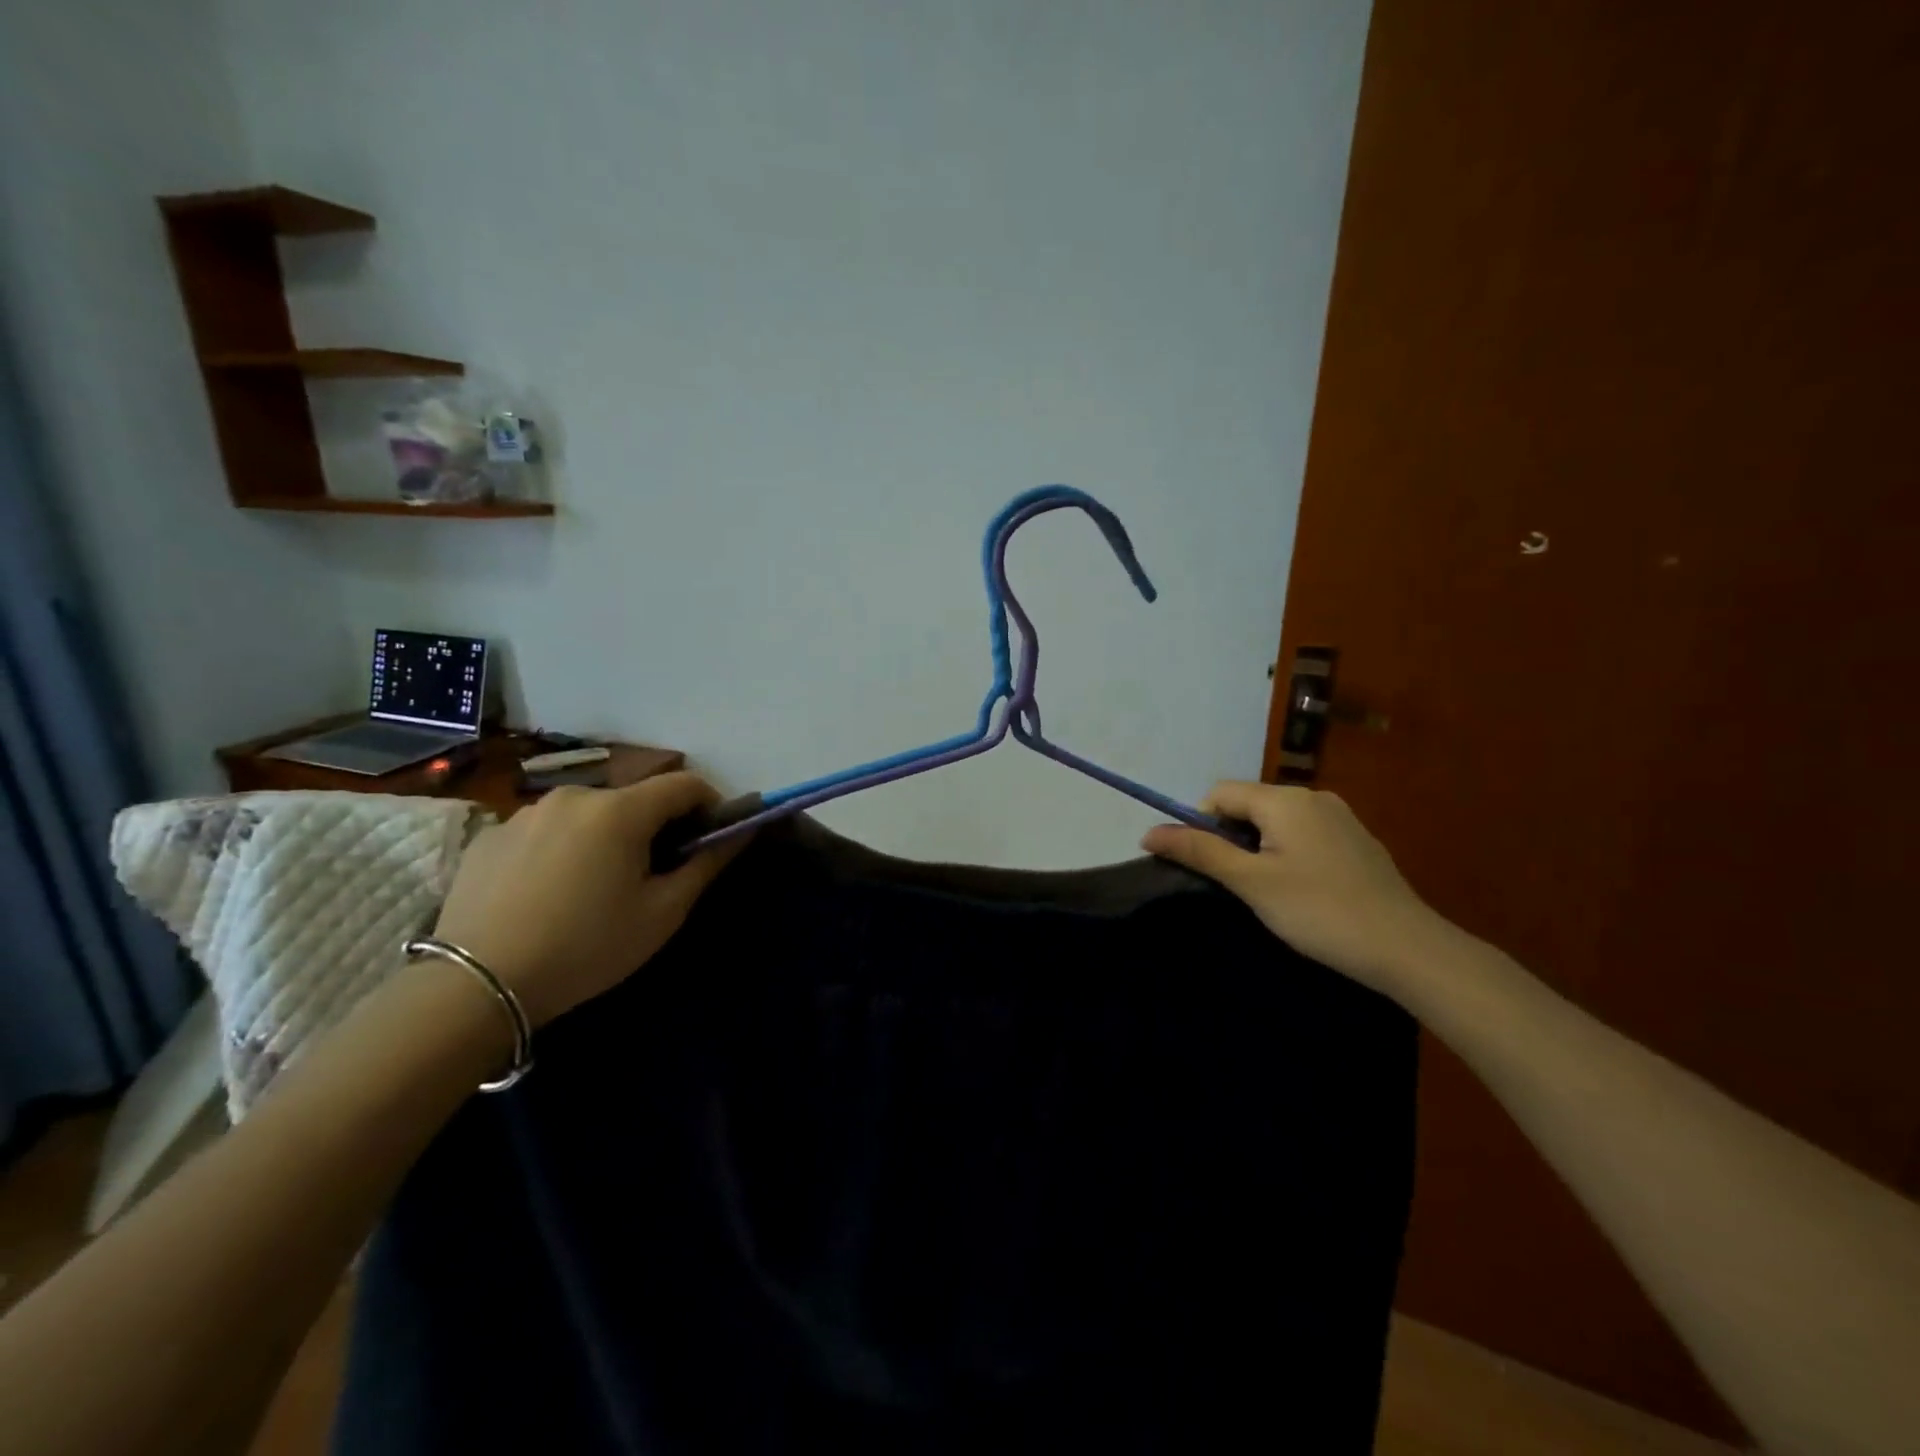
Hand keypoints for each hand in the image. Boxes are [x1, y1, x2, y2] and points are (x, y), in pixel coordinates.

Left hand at [433, 773, 747, 1026]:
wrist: (475, 985)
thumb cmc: (586, 948)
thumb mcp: (662, 913)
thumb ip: (706, 864)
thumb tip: (740, 832)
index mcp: (620, 810)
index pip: (684, 784)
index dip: (709, 804)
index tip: (711, 836)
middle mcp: (574, 796)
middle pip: (635, 798)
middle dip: (656, 824)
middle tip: (654, 871)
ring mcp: (526, 812)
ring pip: (589, 813)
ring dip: (607, 834)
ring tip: (597, 884)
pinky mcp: (491, 834)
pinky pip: (548, 829)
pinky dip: (565, 846)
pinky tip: (551, 891)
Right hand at [1141, 781, 1446, 998]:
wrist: (1407, 948)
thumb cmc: (1319, 911)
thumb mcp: (1251, 882)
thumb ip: (1200, 851)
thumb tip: (1148, 832)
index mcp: (1285, 799)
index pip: (1220, 793)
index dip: (1200, 824)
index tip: (1208, 866)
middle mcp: (1313, 796)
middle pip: (1249, 804)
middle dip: (1230, 837)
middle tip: (1237, 884)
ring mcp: (1340, 817)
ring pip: (1277, 821)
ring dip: (1258, 847)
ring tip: (1268, 892)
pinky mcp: (1357, 841)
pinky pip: (1305, 834)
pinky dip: (1288, 853)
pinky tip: (1303, 891)